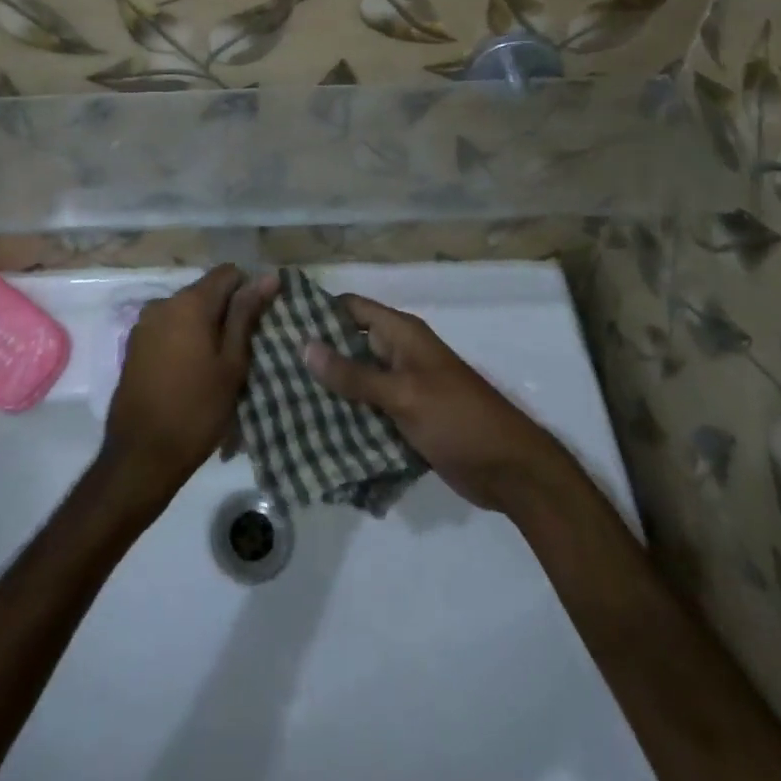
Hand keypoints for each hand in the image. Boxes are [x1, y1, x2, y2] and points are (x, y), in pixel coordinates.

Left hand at [101, 265, 277, 510]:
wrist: (141, 456)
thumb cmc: (196, 410)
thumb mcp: (232, 364)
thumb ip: (246, 315)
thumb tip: (268, 277)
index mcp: (189, 302)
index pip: (227, 273)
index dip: (248, 290)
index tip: (258, 322)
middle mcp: (163, 303)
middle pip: (205, 292)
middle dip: (226, 313)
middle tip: (242, 351)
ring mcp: (144, 324)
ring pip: (187, 312)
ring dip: (205, 328)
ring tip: (218, 367)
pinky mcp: (134, 346)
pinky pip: (168, 330)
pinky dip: (184, 341)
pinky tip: (192, 374)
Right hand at [304, 294, 571, 514]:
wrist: (510, 471)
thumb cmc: (458, 419)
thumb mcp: (403, 394)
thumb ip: (354, 374)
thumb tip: (305, 345)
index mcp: (402, 334)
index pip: (351, 308)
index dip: (318, 311)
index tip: (279, 321)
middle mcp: (399, 354)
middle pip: (349, 343)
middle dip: (316, 354)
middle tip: (270, 365)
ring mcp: (402, 387)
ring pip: (356, 379)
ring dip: (328, 388)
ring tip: (280, 396)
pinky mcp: (405, 418)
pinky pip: (367, 409)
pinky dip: (346, 415)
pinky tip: (312, 427)